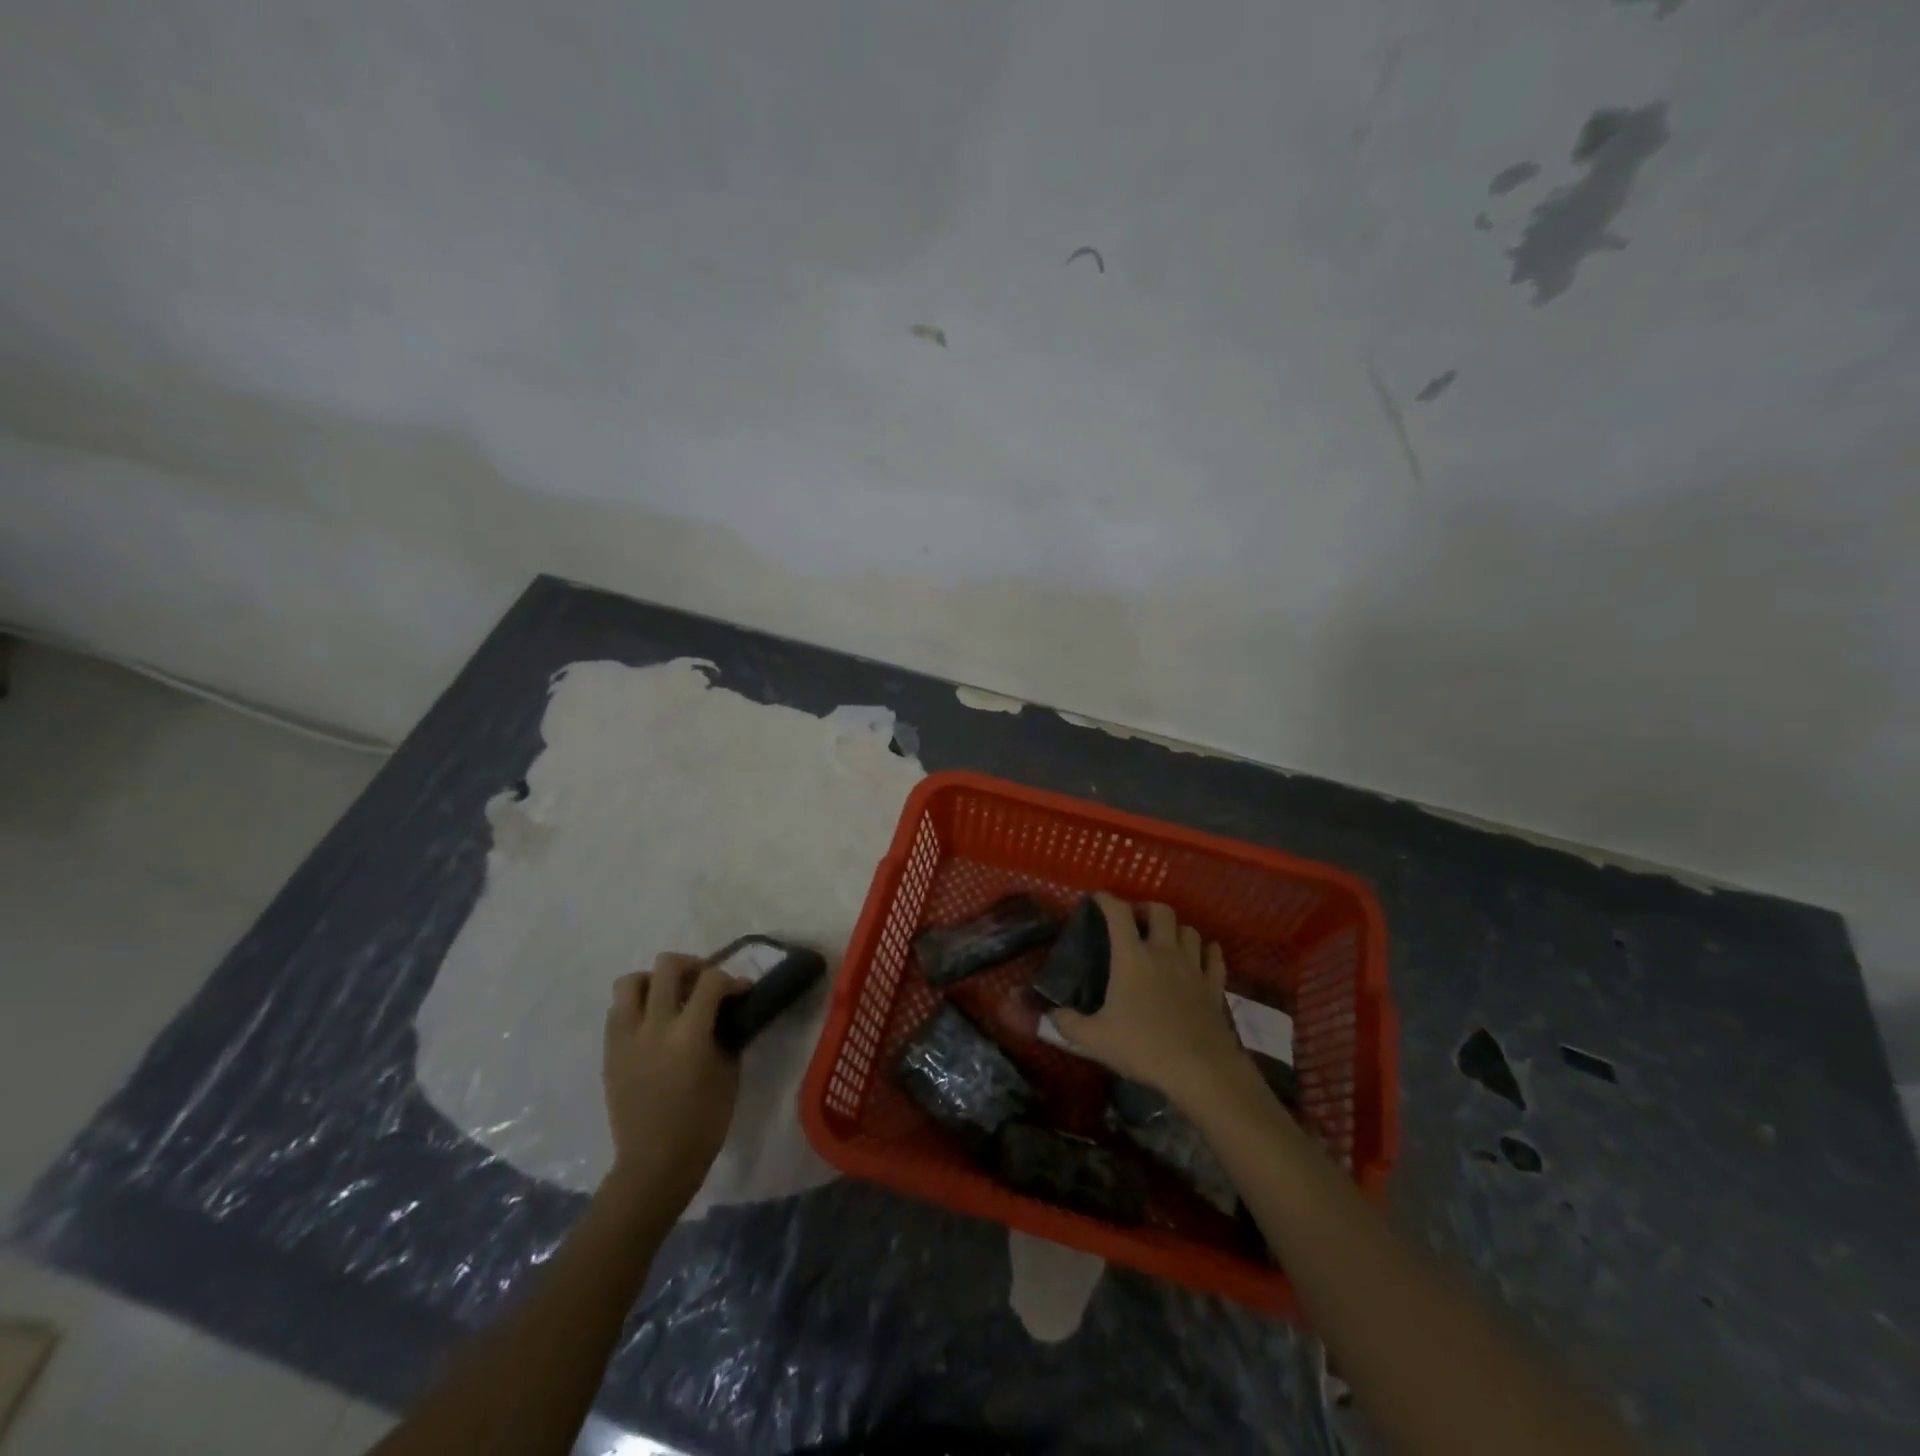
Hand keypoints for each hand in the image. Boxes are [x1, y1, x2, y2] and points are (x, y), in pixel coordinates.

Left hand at [602, 954, 745, 1206]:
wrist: (654, 1164)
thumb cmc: (703, 1123)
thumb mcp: (729, 1073)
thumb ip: (726, 1034)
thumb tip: (727, 1011)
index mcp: (689, 1034)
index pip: (711, 980)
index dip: (730, 979)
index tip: (740, 991)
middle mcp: (653, 1027)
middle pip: (666, 966)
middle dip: (691, 966)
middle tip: (703, 983)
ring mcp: (626, 1038)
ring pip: (630, 981)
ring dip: (654, 982)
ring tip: (670, 998)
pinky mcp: (609, 1052)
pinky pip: (618, 1011)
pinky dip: (636, 1007)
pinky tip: (652, 1025)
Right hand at [1052, 894, 1253, 1110]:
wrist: (1200, 1070)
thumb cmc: (1143, 1047)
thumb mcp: (1095, 1039)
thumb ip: (1068, 1024)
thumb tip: (1051, 1015)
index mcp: (1132, 957)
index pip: (1118, 913)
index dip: (1106, 900)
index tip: (1097, 899)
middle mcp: (1164, 952)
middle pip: (1161, 911)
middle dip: (1147, 909)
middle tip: (1136, 922)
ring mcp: (1193, 967)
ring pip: (1190, 930)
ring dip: (1176, 929)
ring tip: (1166, 940)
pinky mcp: (1214, 986)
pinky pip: (1214, 957)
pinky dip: (1207, 951)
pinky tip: (1201, 957)